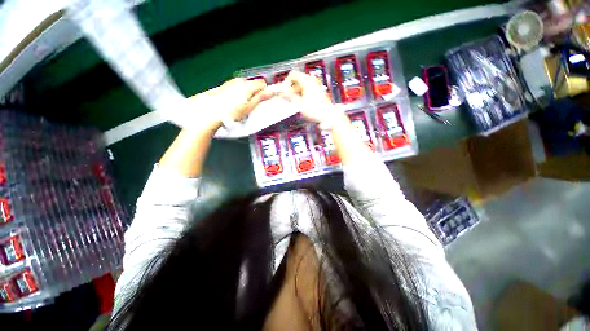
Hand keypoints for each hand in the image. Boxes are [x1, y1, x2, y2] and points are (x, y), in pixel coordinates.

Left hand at [188, 78, 270, 129]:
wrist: (209, 112)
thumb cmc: (231, 112)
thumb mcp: (249, 107)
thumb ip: (260, 98)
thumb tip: (272, 91)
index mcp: (247, 85)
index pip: (262, 83)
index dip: (264, 92)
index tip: (262, 101)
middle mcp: (239, 81)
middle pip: (252, 84)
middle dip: (254, 93)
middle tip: (251, 106)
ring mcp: (230, 83)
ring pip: (244, 86)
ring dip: (245, 94)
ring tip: (241, 106)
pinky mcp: (223, 86)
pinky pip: (235, 88)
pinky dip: (237, 94)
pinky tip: (232, 103)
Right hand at [278, 71, 344, 125]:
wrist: (329, 115)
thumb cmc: (316, 110)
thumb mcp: (300, 104)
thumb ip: (290, 96)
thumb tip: (281, 91)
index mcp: (307, 81)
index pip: (293, 74)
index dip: (286, 82)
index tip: (284, 91)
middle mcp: (312, 81)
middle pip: (297, 79)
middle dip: (291, 88)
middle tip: (288, 98)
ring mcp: (315, 85)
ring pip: (302, 85)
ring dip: (296, 91)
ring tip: (295, 102)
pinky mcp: (318, 91)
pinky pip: (307, 88)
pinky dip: (302, 93)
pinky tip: (302, 102)